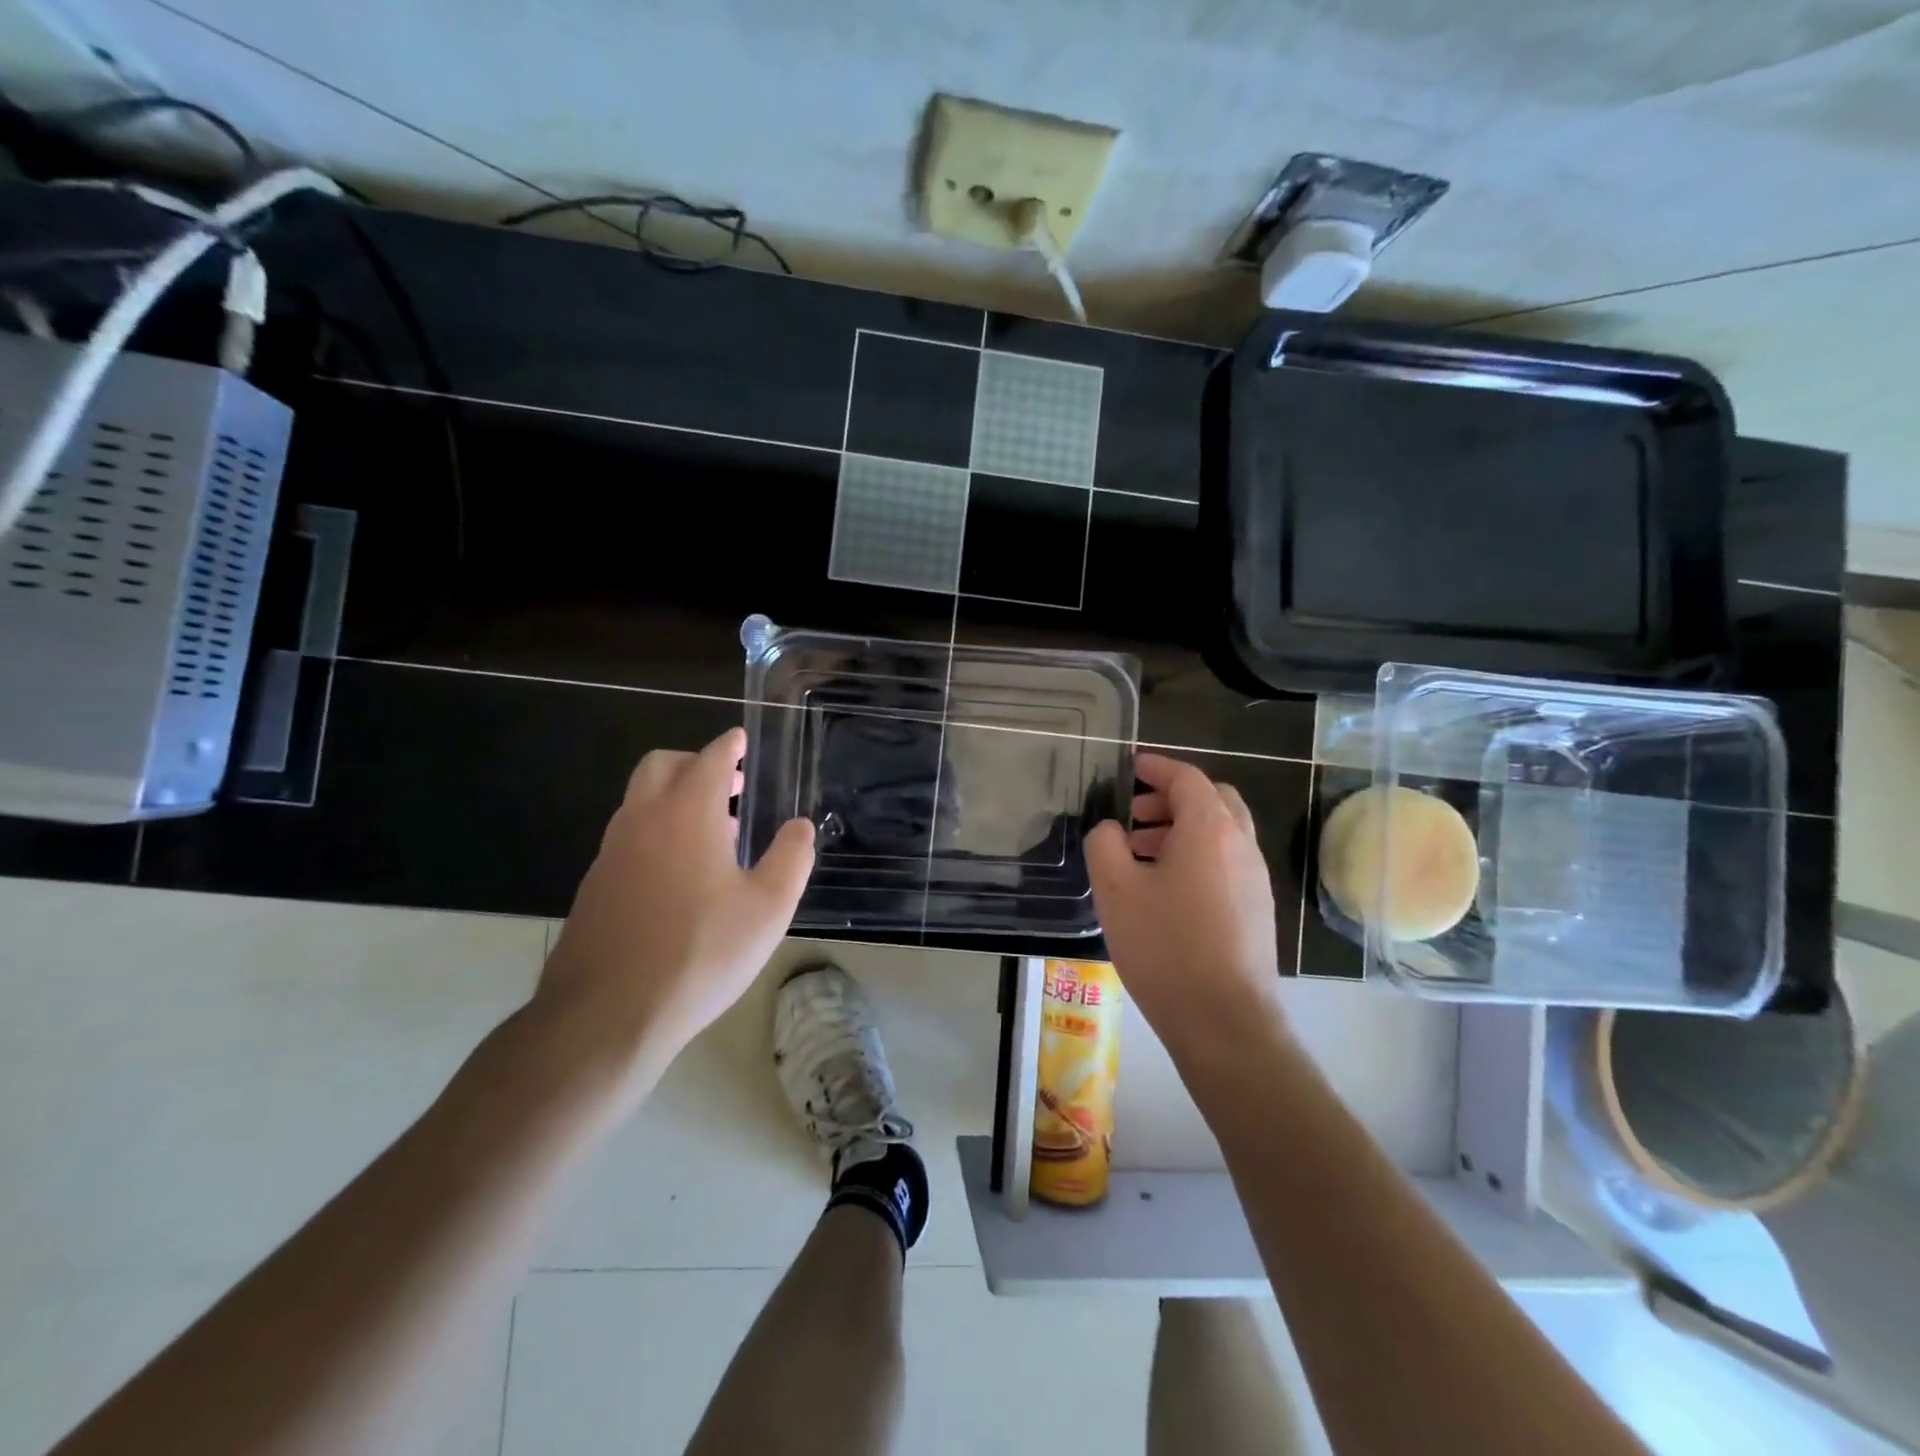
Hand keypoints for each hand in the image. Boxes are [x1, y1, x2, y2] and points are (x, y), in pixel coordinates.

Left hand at [534, 728, 814, 1095]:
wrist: (607, 1015)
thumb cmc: (701, 953)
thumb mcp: (768, 908)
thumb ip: (791, 858)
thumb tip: (799, 826)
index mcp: (688, 814)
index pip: (709, 759)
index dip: (728, 746)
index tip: (740, 741)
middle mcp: (642, 820)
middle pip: (661, 766)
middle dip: (694, 763)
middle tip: (728, 784)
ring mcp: (611, 853)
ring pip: (640, 802)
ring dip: (674, 799)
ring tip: (712, 834)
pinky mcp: (593, 886)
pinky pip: (628, 837)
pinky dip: (655, 833)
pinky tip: (677, 877)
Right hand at [1086, 753, 1285, 1067]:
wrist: (1224, 1021)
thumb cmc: (1165, 946)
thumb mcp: (1115, 889)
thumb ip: (1105, 843)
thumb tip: (1112, 830)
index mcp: (1210, 829)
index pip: (1187, 778)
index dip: (1157, 767)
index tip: (1131, 766)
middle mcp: (1241, 845)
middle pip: (1213, 800)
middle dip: (1173, 798)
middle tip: (1136, 815)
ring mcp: (1255, 879)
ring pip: (1222, 833)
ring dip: (1184, 829)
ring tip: (1143, 854)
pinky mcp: (1257, 910)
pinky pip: (1227, 862)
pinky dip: (1198, 856)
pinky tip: (1167, 890)